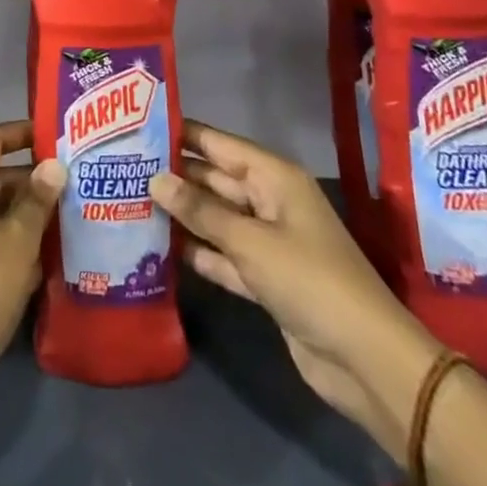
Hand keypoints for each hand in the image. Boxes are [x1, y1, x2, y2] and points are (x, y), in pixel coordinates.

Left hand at [0, 120, 64, 422]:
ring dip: (22, 214)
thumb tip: (53, 166)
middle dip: (28, 180)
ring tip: (64, 218)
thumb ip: (37, 201)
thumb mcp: (18, 241)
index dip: (18, 133)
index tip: (50, 135)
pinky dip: (9, 242)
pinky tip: (42, 259)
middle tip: (69, 183)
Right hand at [147, 119, 440, 463]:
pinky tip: (157, 247)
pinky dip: (197, 251)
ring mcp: (266, 241)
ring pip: (215, 218)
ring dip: (180, 214)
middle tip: (121, 167)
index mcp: (273, 178)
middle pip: (213, 180)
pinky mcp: (264, 278)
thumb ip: (200, 211)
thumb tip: (155, 179)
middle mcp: (269, 201)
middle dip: (173, 175)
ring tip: (129, 201)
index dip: (181, 133)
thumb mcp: (250, 241)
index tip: (137, 125)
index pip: (218, 143)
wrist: (365, 360)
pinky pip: (222, 254)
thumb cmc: (309, 280)